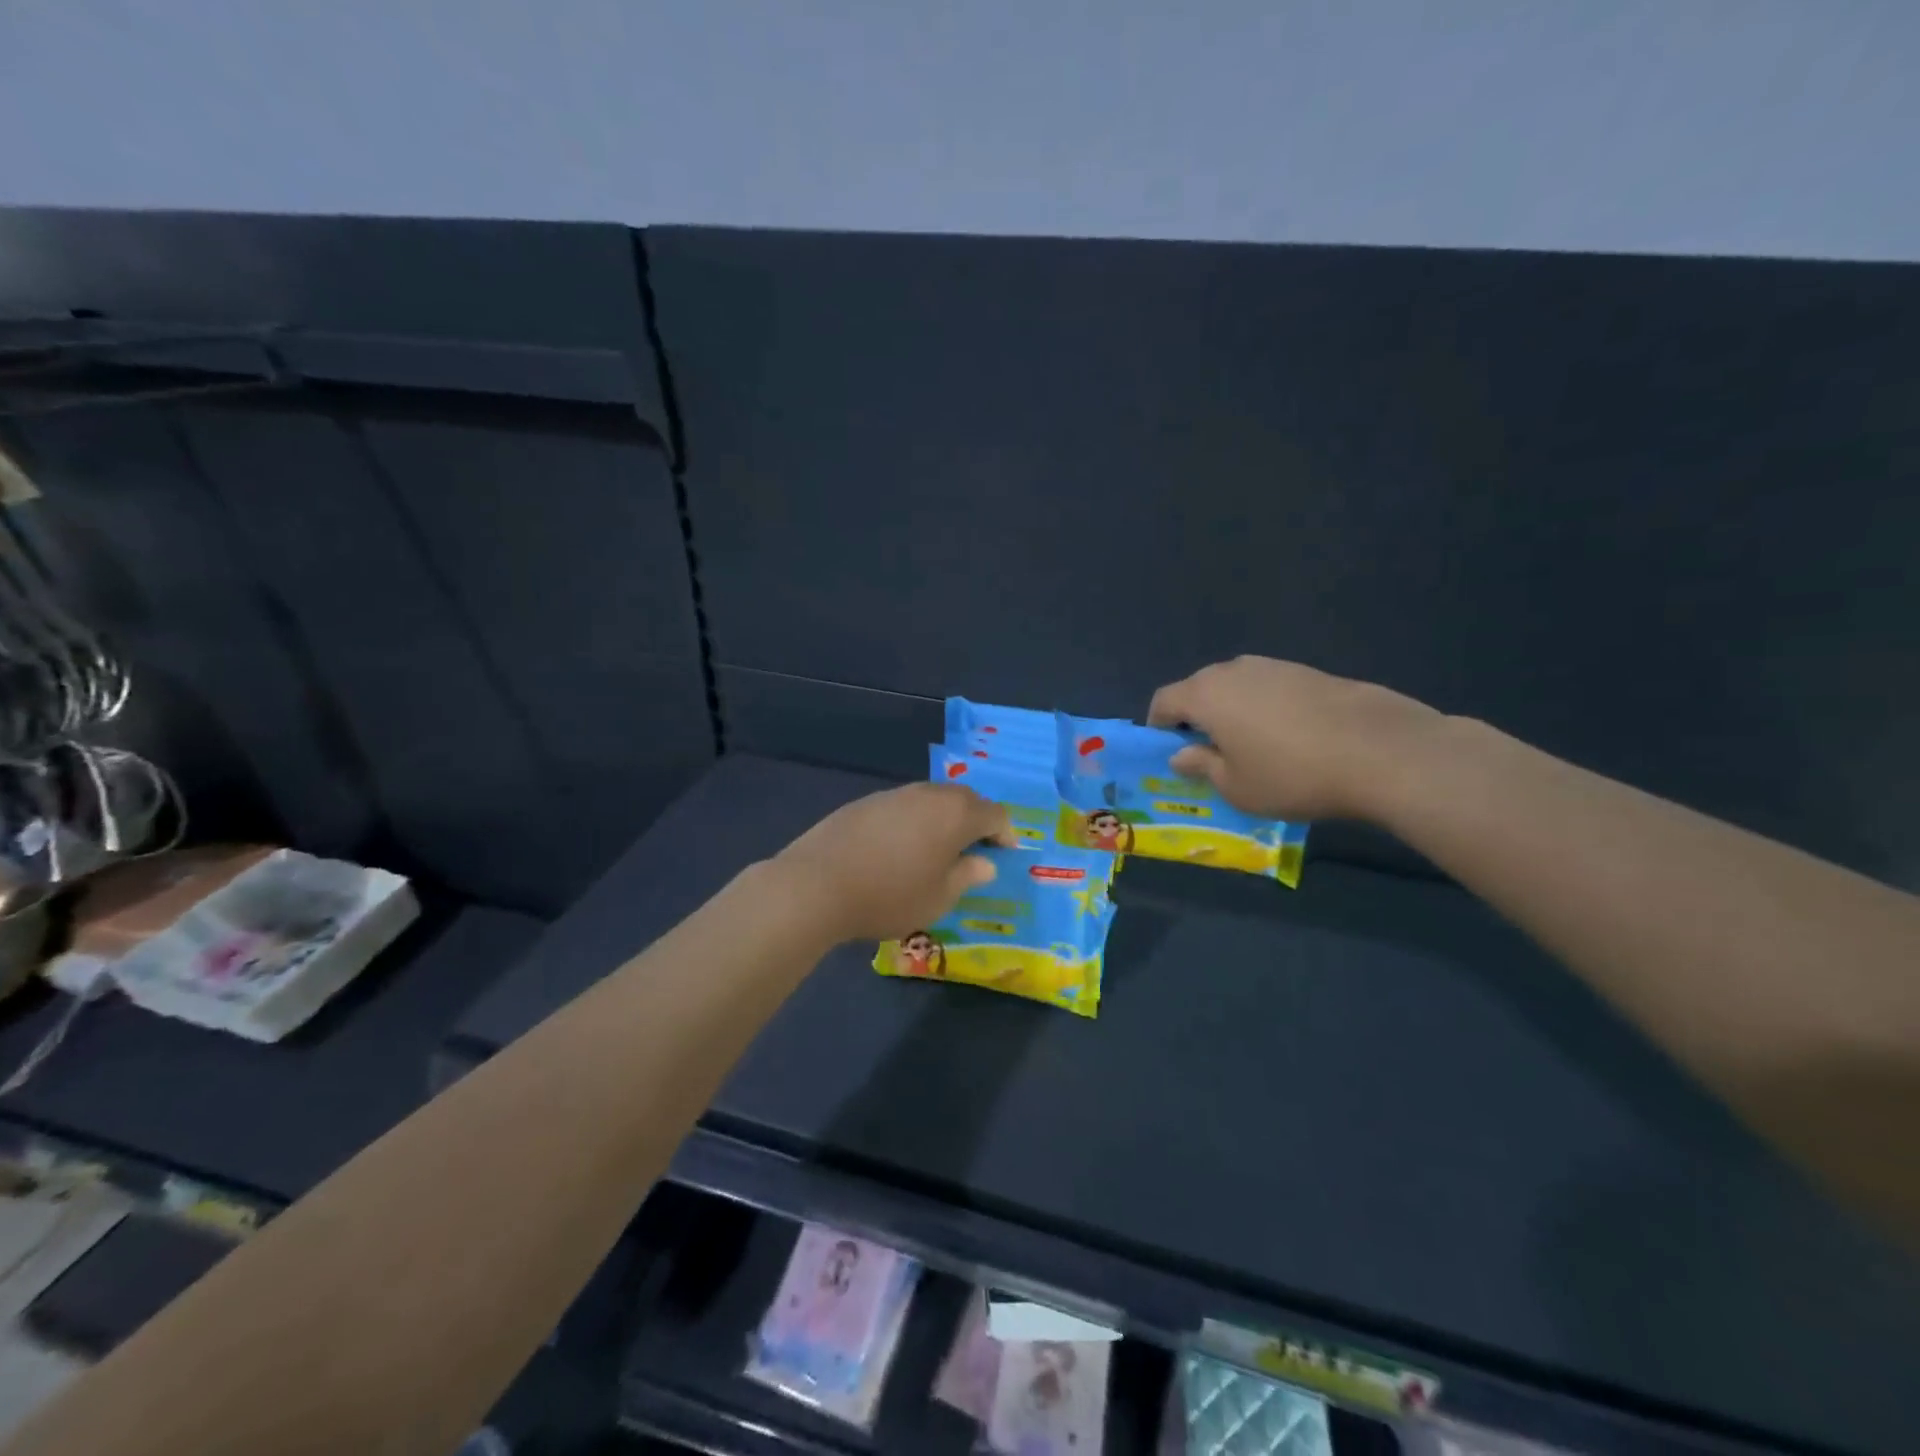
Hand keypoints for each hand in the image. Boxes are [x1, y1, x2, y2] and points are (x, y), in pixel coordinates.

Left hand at [771, 782, 1017, 942]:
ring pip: (932, 799)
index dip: (1005, 832)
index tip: (1005, 853)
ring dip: (943, 819)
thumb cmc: (890, 896)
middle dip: (976, 820)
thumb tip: (984, 862)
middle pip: (964, 799)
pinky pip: (904, 806)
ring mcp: (894, 795)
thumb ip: (966, 876)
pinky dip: (914, 821)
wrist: (817, 885)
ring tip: (939, 848)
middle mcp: (928, 794)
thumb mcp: (938, 898)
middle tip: (976, 849)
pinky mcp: (865, 802)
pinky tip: (900, 848)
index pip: (995, 814)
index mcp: (955, 814)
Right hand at [1147, 657, 1441, 820]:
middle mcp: (1234, 670)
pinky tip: (1290, 736)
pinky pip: (1270, 687)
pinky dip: (1266, 707)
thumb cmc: (1291, 775)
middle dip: (1196, 716)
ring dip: (1232, 710)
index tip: (1169, 750)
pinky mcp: (1310, 671)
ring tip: (1252, 745)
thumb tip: (1181, 754)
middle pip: (1199, 688)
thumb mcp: (1236, 786)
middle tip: (1209, 751)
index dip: (1159, 725)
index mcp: (1205, 695)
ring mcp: (1275, 666)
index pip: (1164, 700)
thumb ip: (1202, 766)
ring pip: (1237, 685)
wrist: (1380, 750)